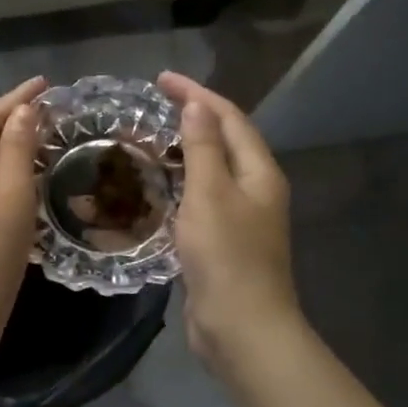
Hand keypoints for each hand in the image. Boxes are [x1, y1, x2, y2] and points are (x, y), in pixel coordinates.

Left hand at [0, 77, 44, 364]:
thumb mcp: (11, 194)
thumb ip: (17, 148)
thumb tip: (22, 111)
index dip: (18, 98)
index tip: (46, 83)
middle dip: (12, 120)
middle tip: (49, 108)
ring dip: (8, 148)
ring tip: (41, 136)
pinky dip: (2, 176)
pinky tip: (23, 178)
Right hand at [158, 73, 301, 367]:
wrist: (241, 326)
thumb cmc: (226, 257)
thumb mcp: (210, 195)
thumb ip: (202, 149)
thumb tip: (197, 108)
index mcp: (259, 172)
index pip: (229, 118)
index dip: (197, 95)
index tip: (160, 80)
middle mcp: (255, 190)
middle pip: (224, 141)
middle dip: (191, 119)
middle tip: (151, 108)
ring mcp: (241, 218)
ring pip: (211, 172)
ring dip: (183, 152)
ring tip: (149, 141)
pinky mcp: (223, 243)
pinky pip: (201, 200)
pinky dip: (180, 185)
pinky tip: (156, 188)